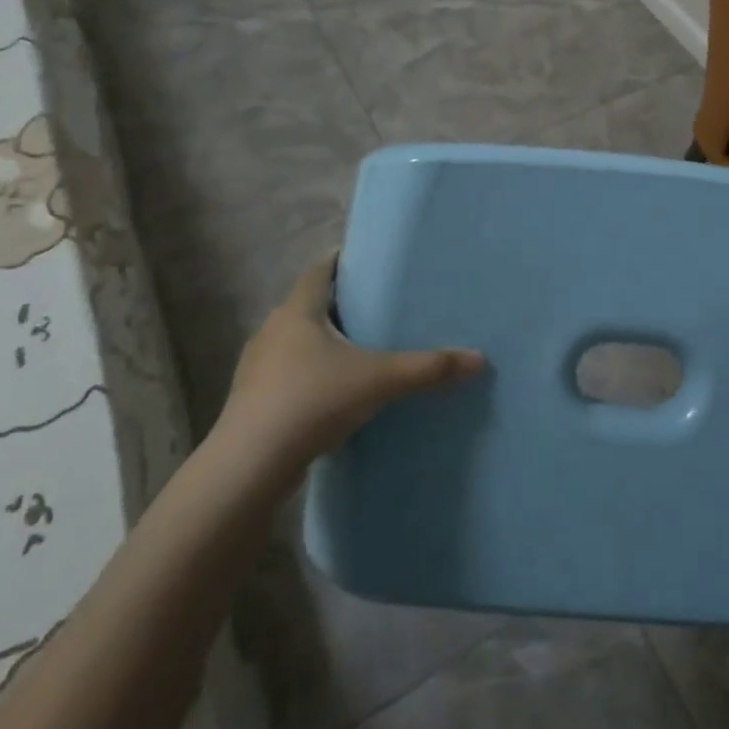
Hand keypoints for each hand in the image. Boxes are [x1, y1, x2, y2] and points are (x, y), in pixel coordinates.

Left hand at [215, 257, 483, 487]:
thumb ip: (428, 368)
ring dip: (320, 342)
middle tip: (374, 306)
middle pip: (307, 305)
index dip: (340, 261)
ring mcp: (256, 368)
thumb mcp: (379, 381)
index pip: (318, 270)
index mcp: (297, 311)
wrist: (249, 467)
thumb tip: (479, 359)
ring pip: (294, 342)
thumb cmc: (312, 401)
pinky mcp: (252, 401)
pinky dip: (309, 374)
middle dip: (337, 304)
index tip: (366, 260)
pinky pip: (286, 374)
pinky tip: (331, 393)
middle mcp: (272, 330)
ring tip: (357, 350)